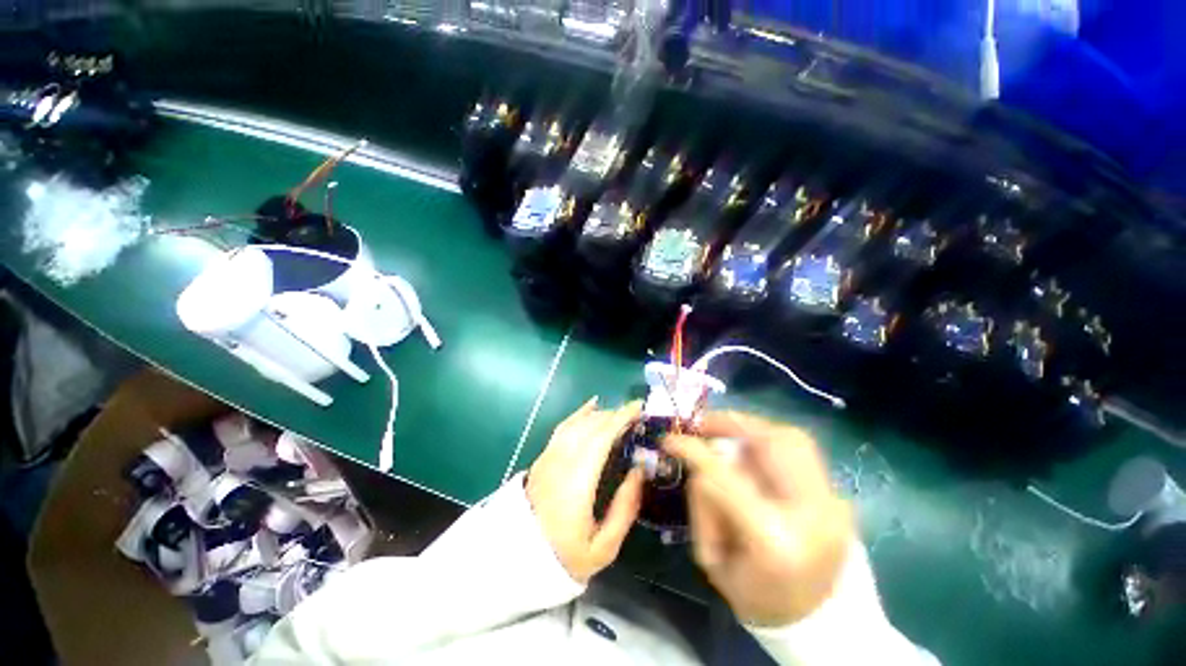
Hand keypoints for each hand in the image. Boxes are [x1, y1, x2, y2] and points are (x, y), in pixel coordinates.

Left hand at [527, 398, 644, 583]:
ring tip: (620, 416)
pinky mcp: (543, 456)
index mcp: (577, 481)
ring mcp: (549, 456)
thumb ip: (625, 508)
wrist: (519, 558)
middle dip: (615, 415)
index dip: (621, 419)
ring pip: (577, 423)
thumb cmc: (565, 555)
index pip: (601, 437)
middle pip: (590, 426)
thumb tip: (639, 471)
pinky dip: (579, 413)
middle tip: (636, 416)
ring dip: (601, 415)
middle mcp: (561, 461)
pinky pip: (563, 427)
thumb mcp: (603, 547)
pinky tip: (592, 405)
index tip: (639, 409)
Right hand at [664, 411, 854, 626]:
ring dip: (750, 427)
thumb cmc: (757, 596)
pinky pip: (800, 449)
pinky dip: (769, 437)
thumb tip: (700, 459)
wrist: (819, 620)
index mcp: (775, 542)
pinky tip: (750, 447)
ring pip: (791, 437)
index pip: (727, 478)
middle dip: (730, 423)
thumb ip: (704, 503)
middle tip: (702, 424)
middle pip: (771, 443)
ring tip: (724, 432)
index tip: (669, 439)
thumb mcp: (713, 560)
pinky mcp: (838, 495)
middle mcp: (813, 514)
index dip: (695, 451)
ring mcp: (833, 502)